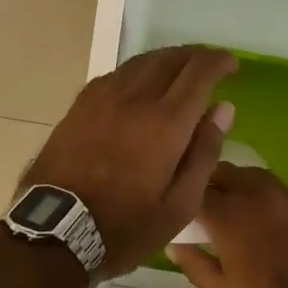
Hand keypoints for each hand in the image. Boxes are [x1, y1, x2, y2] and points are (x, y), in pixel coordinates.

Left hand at [22, 46, 238, 278]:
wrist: (55, 232)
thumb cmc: (125, 227)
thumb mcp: (179, 206)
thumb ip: (204, 152)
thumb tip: (222, 108)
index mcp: (165, 122)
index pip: (199, 72)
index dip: (219, 61)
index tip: (232, 64)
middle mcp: (134, 98)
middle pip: (170, 58)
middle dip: (196, 55)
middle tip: (210, 66)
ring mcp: (103, 97)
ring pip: (142, 61)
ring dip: (167, 59)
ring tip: (180, 71)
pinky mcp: (81, 104)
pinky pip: (117, 74)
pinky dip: (139, 71)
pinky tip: (142, 85)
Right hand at [167, 164, 287, 287]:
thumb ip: (194, 263)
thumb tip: (175, 244)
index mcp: (228, 213)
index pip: (197, 189)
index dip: (188, 197)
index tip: (186, 209)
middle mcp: (257, 193)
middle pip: (226, 172)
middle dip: (214, 183)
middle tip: (211, 204)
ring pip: (258, 177)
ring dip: (244, 187)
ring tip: (244, 209)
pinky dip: (275, 202)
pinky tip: (279, 224)